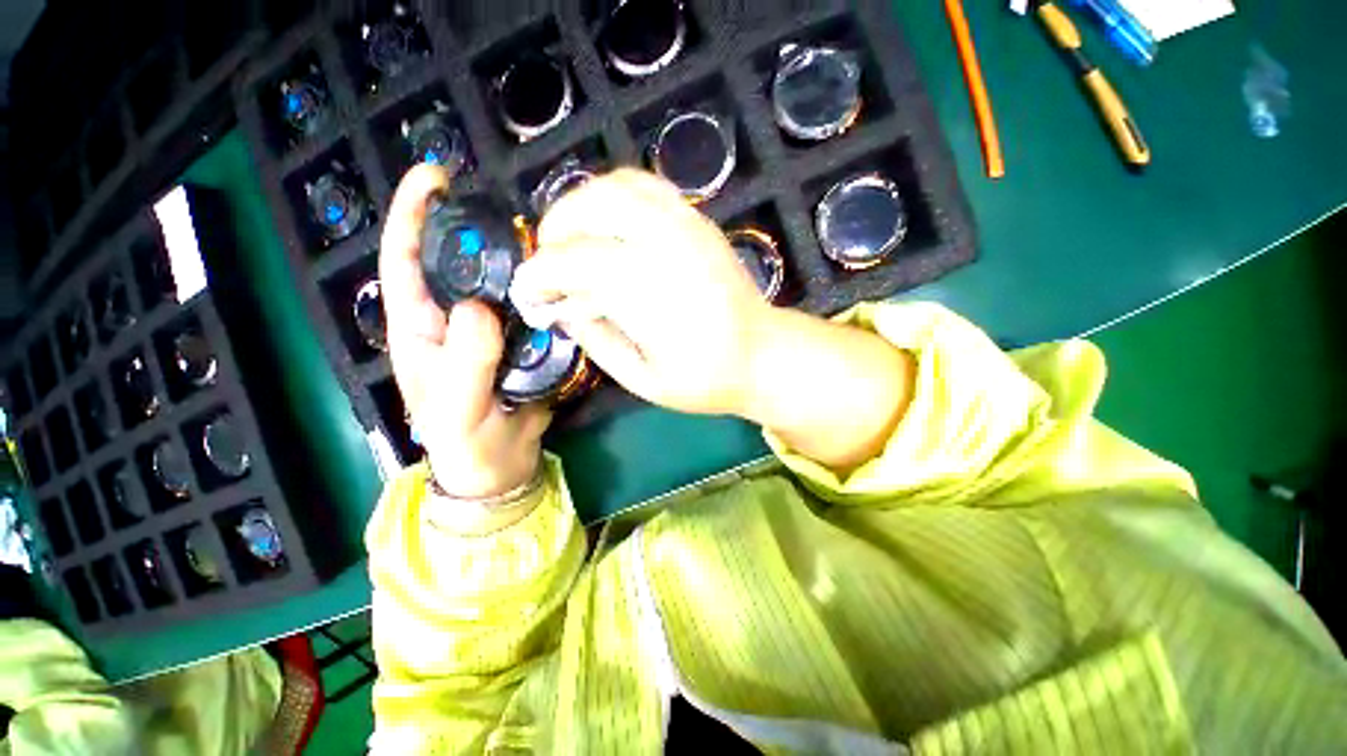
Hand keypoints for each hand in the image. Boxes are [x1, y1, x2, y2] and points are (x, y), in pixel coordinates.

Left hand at [380, 165, 549, 497]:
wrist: (501, 464)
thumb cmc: (465, 442)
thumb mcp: (457, 409)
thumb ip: (466, 363)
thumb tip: (480, 309)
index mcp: (420, 327)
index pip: (405, 261)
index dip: (412, 216)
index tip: (435, 177)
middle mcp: (454, 318)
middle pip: (459, 262)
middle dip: (475, 227)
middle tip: (510, 207)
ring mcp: (492, 328)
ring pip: (501, 281)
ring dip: (517, 258)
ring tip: (544, 238)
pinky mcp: (523, 339)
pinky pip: (531, 306)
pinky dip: (543, 290)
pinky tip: (562, 279)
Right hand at [512, 168, 914, 469]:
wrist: (762, 354)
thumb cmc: (705, 378)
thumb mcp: (641, 379)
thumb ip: (596, 339)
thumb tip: (561, 306)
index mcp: (650, 292)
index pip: (574, 262)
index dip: (539, 275)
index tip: (528, 294)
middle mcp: (666, 246)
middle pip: (591, 207)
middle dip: (555, 232)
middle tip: (550, 265)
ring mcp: (686, 225)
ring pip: (616, 186)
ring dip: (580, 207)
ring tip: (574, 242)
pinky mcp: (697, 220)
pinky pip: (646, 187)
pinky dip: (614, 197)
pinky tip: (609, 227)